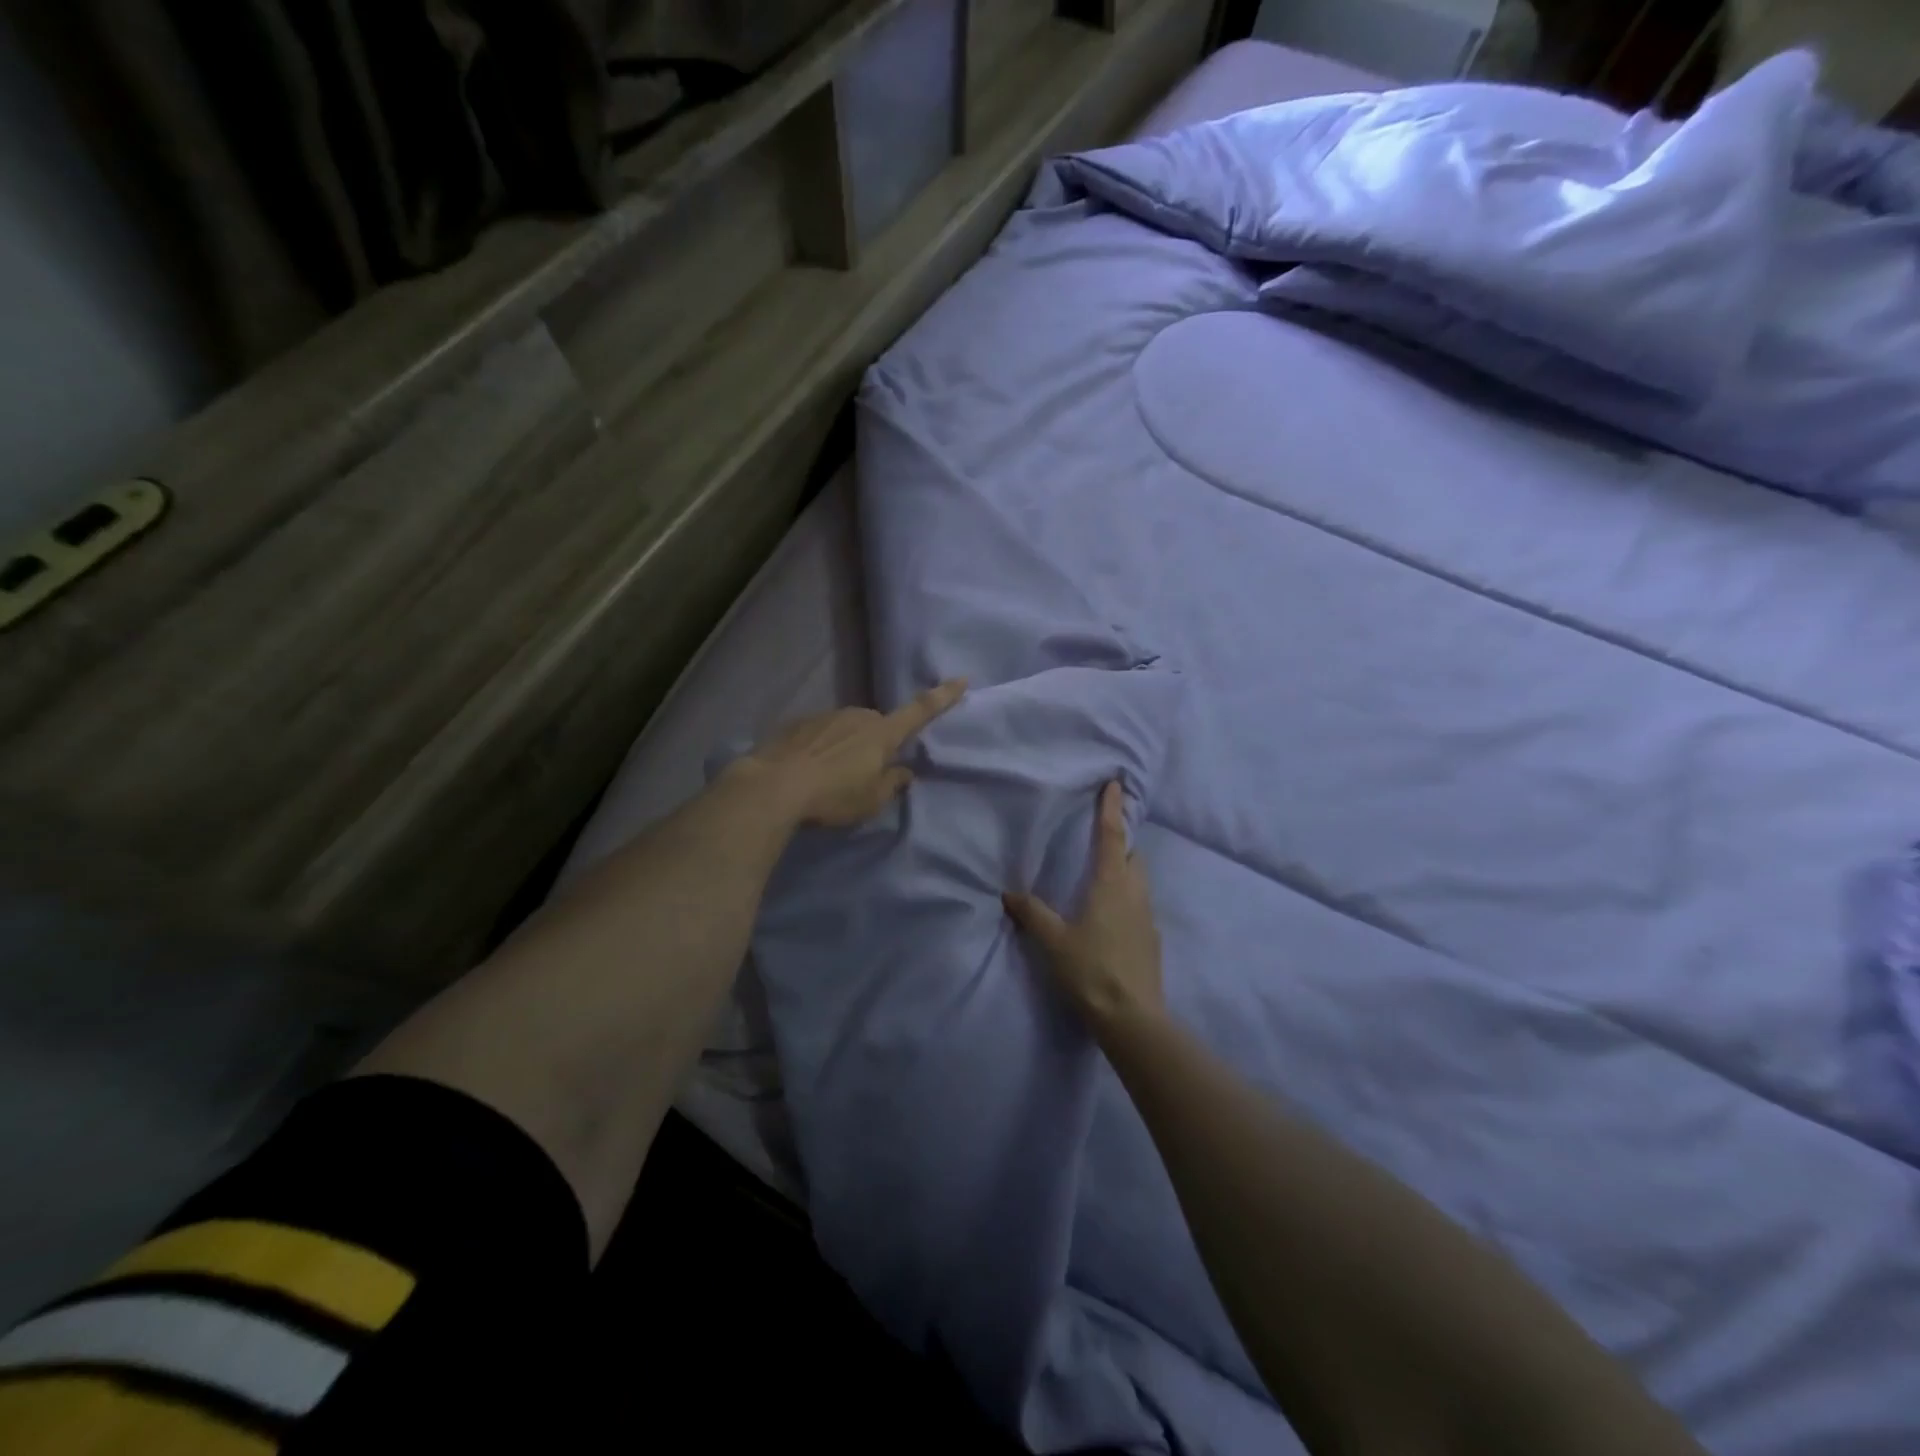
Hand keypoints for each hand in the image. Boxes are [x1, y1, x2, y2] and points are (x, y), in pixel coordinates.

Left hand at [740, 679, 966, 827]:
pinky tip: (808, 770)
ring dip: (847, 746)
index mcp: (882, 733)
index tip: (961, 679)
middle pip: (878, 725)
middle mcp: (858, 716)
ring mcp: (827, 716)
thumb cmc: (833, 796)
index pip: (920, 711)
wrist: (773, 786)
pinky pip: (821, 734)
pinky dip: (821, 748)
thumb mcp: (871, 800)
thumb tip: (903, 771)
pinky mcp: (799, 724)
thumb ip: (892, 783)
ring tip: (831, 777)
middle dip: (877, 742)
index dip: (942, 697)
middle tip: (865, 774)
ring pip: (848, 728)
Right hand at [1005, 781, 1163, 1028]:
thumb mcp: (1053, 940)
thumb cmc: (1090, 970)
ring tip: (1101, 876)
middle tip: (1101, 838)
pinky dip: (1126, 898)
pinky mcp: (1151, 940)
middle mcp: (1136, 894)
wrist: (1132, 1018)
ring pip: (1139, 881)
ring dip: (1125, 870)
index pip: (1113, 836)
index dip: (1111, 809)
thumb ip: (1032, 913)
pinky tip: (1108, 917)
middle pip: (1133, 856)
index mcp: (1112, 884)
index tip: (1115, 783)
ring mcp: (1148, 918)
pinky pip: (1139, 906)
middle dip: (1121, 842)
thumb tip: (1009, 892)